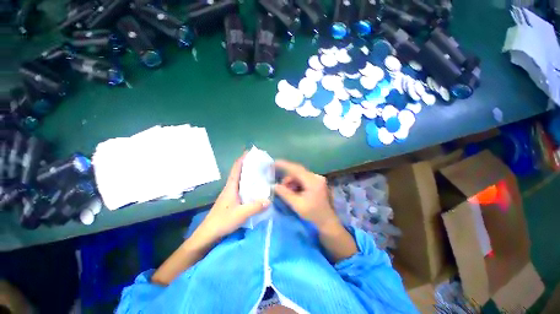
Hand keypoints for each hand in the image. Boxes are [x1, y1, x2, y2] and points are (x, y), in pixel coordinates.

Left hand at [197, 153, 269, 241]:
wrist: (208, 234)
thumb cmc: (222, 221)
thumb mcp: (240, 214)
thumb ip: (255, 207)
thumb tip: (269, 200)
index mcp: (231, 186)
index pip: (236, 168)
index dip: (243, 158)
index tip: (251, 152)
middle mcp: (230, 187)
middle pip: (239, 172)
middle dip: (249, 165)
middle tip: (261, 163)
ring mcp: (230, 194)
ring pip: (241, 180)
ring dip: (249, 174)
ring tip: (261, 173)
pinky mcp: (232, 200)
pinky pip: (242, 188)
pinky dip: (248, 184)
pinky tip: (256, 188)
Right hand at [273, 160, 339, 230]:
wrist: (328, 222)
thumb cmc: (313, 214)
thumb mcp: (297, 205)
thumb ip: (285, 194)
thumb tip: (274, 186)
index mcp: (313, 181)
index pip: (296, 169)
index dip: (284, 165)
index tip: (274, 162)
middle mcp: (316, 177)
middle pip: (298, 173)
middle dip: (288, 179)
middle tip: (280, 187)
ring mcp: (318, 179)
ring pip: (300, 176)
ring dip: (292, 182)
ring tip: (288, 192)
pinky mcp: (317, 182)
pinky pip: (304, 180)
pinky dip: (297, 184)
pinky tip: (294, 192)